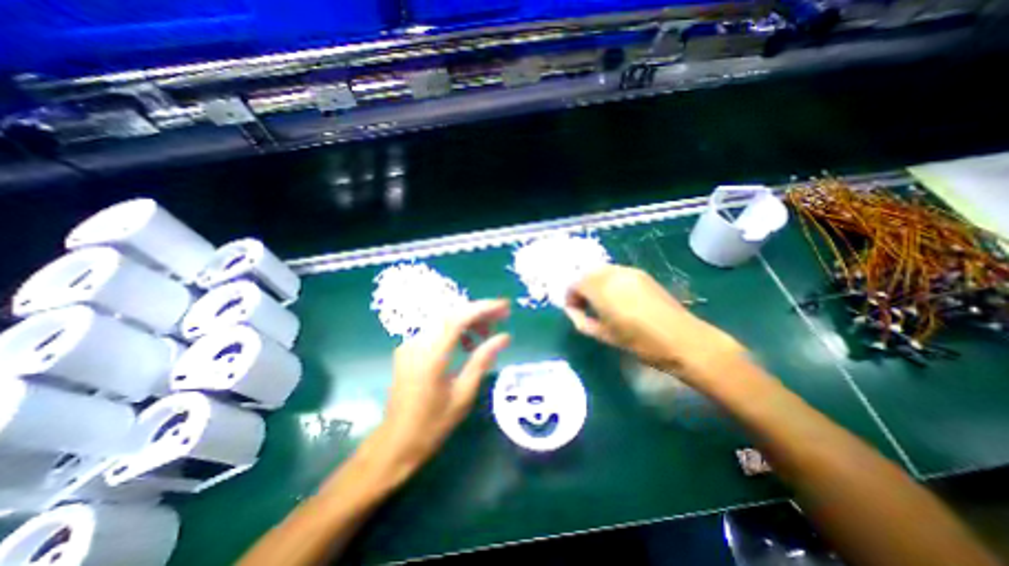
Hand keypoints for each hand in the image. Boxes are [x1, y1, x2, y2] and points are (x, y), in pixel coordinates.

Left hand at [371, 301, 513, 477]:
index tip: (505, 306)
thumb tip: (504, 337)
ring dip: (468, 320)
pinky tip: (468, 343)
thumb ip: (482, 359)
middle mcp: (417, 343)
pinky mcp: (409, 347)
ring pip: (444, 319)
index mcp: (430, 356)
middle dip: (479, 311)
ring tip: (488, 333)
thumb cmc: (433, 424)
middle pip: (451, 313)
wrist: (396, 441)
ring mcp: (410, 343)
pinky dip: (455, 329)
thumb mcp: (463, 394)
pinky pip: (436, 328)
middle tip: (502, 316)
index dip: (483, 308)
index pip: (458, 318)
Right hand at [564, 267, 744, 381]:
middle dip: (581, 288)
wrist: (682, 340)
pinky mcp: (641, 274)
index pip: (574, 283)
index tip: (574, 310)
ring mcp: (629, 271)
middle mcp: (613, 274)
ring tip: (601, 303)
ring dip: (594, 283)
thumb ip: (581, 320)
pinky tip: (617, 298)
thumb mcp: (603, 335)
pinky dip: (608, 281)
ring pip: (601, 271)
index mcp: (601, 289)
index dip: (570, 296)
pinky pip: (616, 272)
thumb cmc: (639, 342)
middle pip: (586, 273)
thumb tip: (573, 310)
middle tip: (584, 306)